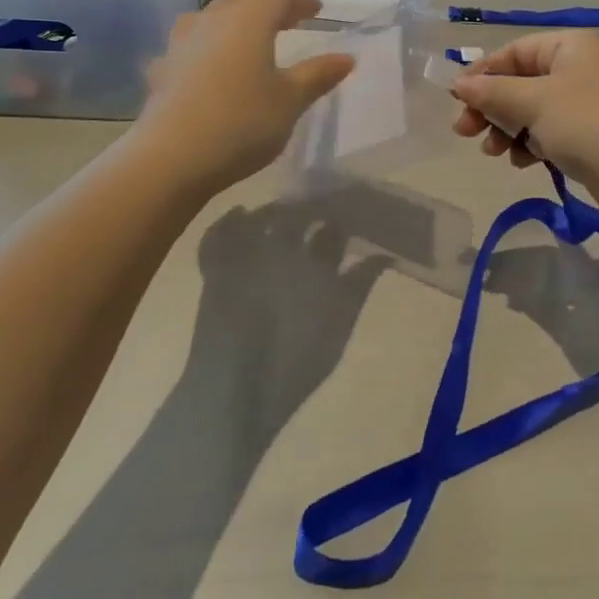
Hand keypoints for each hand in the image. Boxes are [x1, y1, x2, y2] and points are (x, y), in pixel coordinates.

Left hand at [133, 0, 353, 193]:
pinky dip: (209, 51)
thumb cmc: (242, 122)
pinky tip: (212, 71)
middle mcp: (212, 20)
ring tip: (250, 43)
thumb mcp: (291, 100)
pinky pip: (191, 47)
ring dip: (235, 24)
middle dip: (268, 8)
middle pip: (243, 0)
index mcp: (248, 19)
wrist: (170, 158)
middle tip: (290, 24)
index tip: (316, 12)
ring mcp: (181, 44)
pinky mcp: (162, 70)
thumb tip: (346, 58)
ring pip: (212, 19)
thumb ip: (318, 75)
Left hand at [188, 195, 391, 432]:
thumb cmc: (295, 363)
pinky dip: (230, 220)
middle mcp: (282, 249)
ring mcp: (245, 256)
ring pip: (264, 217)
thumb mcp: (340, 324)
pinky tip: (240, 213)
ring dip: (277, 211)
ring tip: (286, 212)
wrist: (236, 388)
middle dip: (313, 210)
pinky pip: (219, 234)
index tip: (353, 217)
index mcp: (316, 262)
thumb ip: (360, 285)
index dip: (344, 220)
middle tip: (322, 212)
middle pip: (301, 217)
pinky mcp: (216, 269)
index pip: (335, 229)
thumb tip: (381, 256)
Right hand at [450, 30, 598, 223]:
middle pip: (520, 82)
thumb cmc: (587, 125)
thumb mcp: (533, 102)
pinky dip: (531, 143)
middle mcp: (579, 68)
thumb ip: (492, 92)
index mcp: (569, 47)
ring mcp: (587, 102)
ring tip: (493, 152)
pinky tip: (522, 162)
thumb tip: (458, 84)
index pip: (513, 52)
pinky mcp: (591, 134)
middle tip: (465, 132)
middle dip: (491, 107)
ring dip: (507, 129)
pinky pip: (549, 131)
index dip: (482, 74)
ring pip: (532, 110)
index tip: (456, 100)